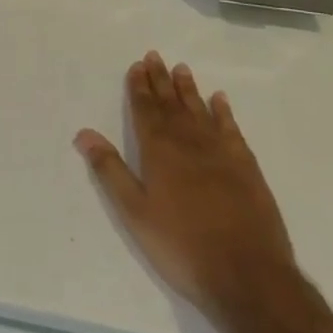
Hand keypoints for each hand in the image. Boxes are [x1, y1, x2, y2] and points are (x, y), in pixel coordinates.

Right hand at [76, 52, 297, 332]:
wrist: (249, 276)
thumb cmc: (183, 246)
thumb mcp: (135, 213)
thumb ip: (110, 170)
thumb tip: (83, 133)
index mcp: (159, 151)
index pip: (145, 109)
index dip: (139, 86)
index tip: (137, 65)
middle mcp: (188, 142)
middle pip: (171, 103)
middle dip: (161, 80)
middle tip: (155, 56)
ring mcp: (221, 153)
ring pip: (200, 110)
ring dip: (189, 89)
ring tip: (182, 69)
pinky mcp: (247, 168)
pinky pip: (232, 129)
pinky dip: (224, 112)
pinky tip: (220, 100)